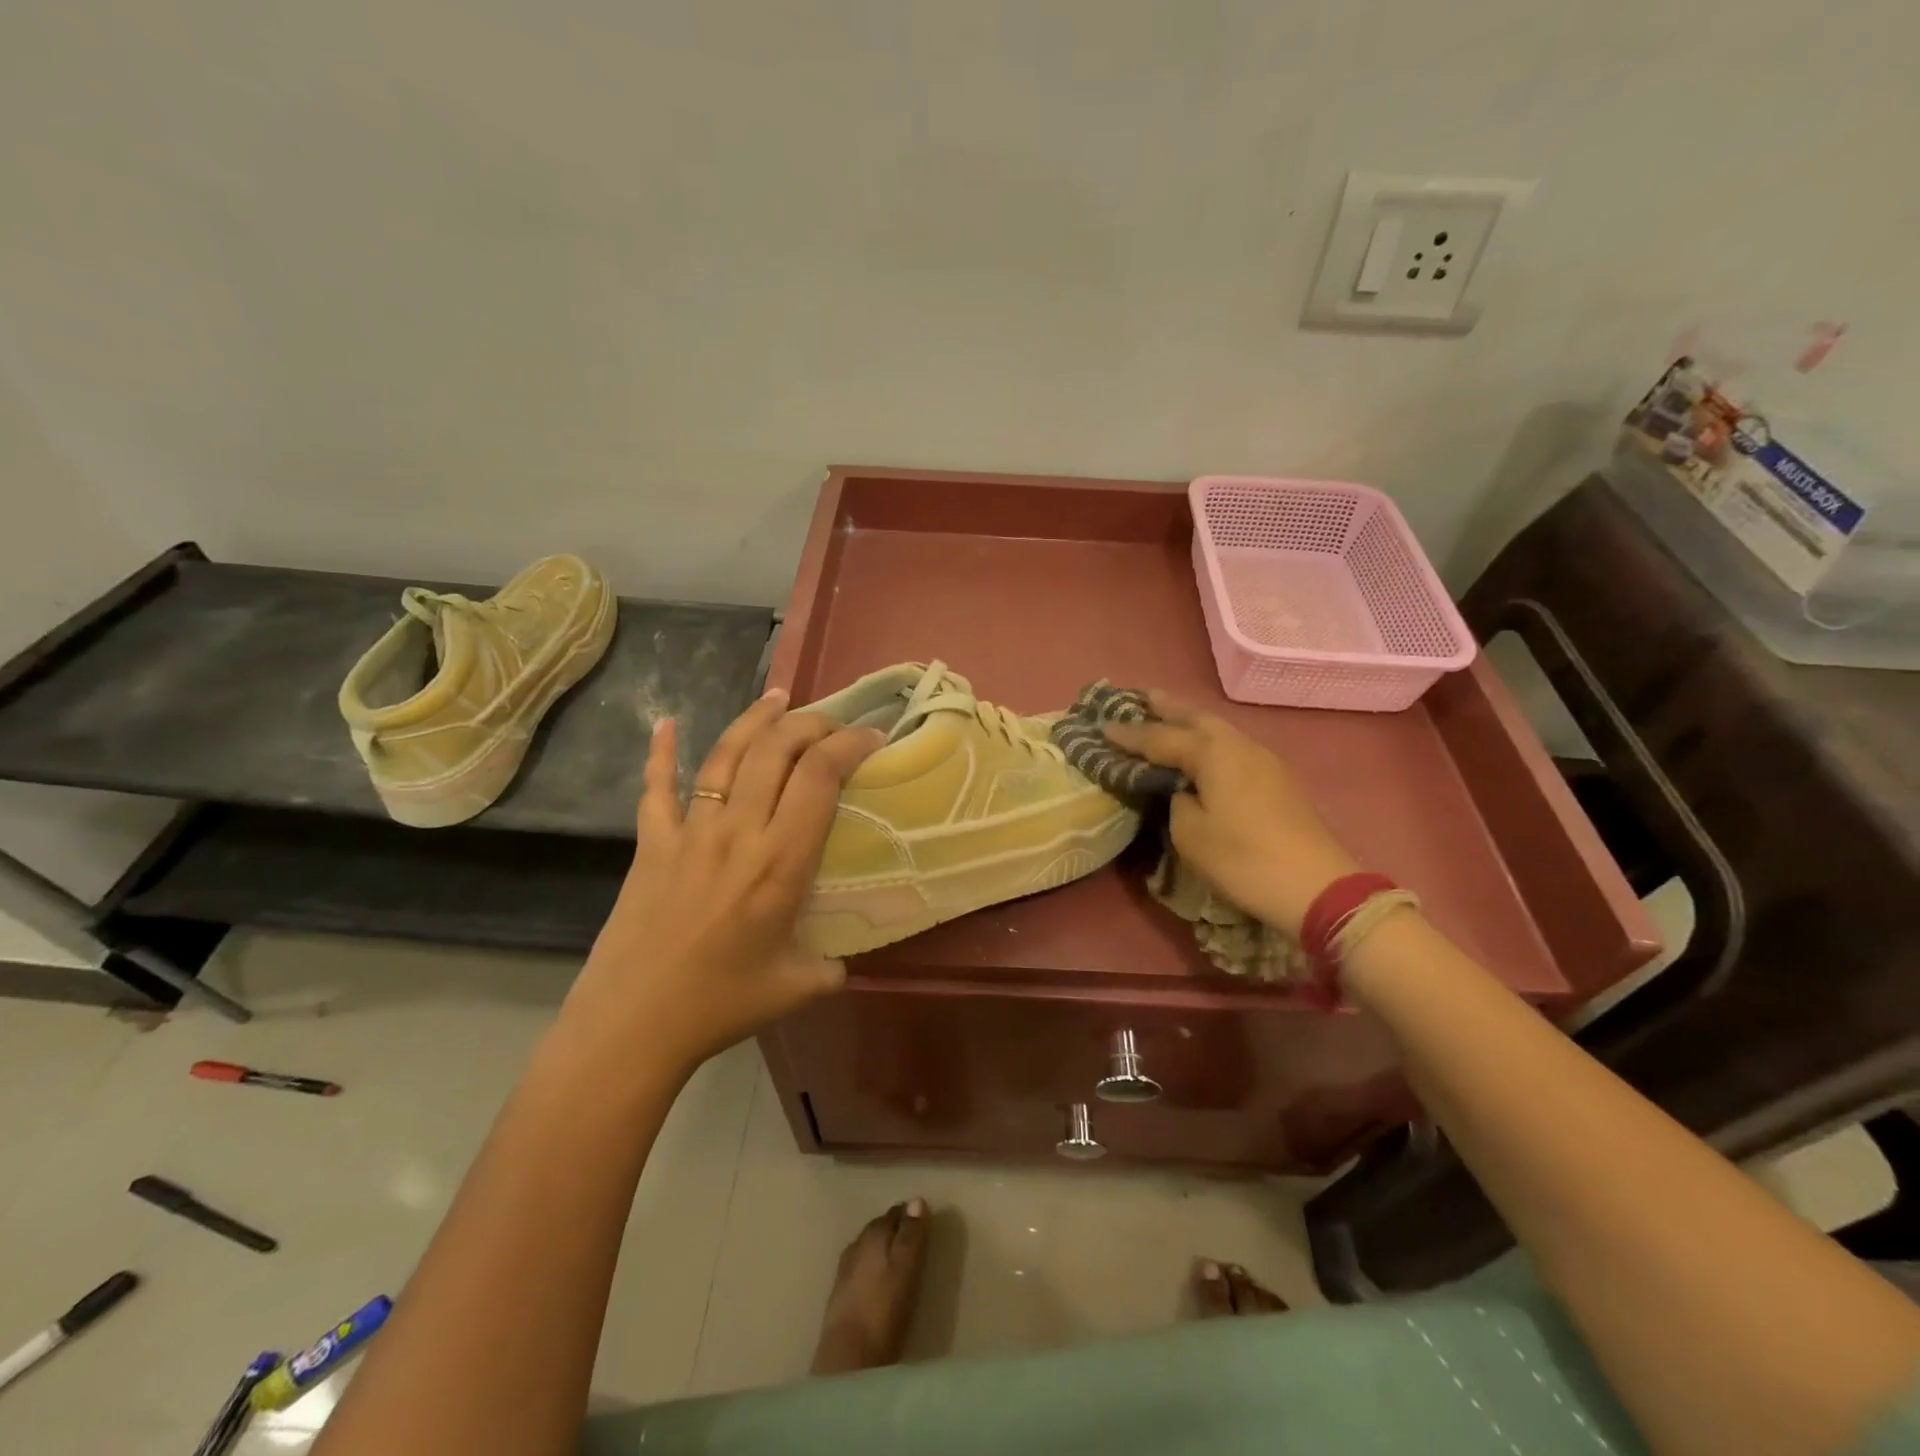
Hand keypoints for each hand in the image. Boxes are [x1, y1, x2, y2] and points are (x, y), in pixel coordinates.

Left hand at [559, 690, 883, 1078]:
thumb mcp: (799, 986)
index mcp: (781, 861)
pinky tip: (666, 722)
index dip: (850, 745)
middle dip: (811, 723)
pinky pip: (656, 787)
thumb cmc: (720, 1005)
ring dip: (756, 719)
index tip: (872, 739)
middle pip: (777, 750)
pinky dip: (662, 752)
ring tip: (779, 697)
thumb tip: (845, 957)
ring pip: (726, 755)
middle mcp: (738, 831)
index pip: (820, 776)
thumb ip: (833, 964)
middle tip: (833, 723)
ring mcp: (690, 832)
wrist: (631, 1024)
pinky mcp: (651, 843)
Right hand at [1102, 692, 1357, 933]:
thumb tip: (1182, 790)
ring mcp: (1263, 760)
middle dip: (1166, 707)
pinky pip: (1232, 745)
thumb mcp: (1190, 834)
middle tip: (1140, 698)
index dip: (1129, 734)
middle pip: (1196, 717)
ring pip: (1218, 729)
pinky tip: (1202, 748)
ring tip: (1167, 716)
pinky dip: (1209, 739)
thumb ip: (1176, 801)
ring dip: (1190, 721)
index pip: (1160, 737)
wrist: (1316, 886)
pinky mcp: (1276, 778)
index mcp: (1213, 753)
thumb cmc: (1243, 859)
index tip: (1102, 725)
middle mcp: (1239, 745)